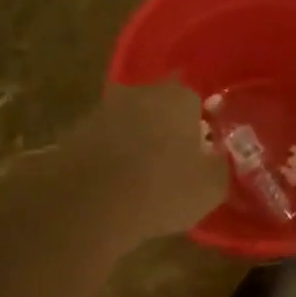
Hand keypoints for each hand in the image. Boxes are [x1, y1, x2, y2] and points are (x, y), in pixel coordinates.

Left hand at [61, 82, 229, 244]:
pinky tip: (116, 186)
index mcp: (179, 97)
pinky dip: (112, 158)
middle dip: (168, 130)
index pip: (197, 102)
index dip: (201, 128)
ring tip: (143, 179)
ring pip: (131, 124)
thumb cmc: (161, 188)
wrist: (87, 204)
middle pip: (162, 108)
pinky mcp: (76, 132)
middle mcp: (141, 92)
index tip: (202, 153)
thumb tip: (216, 160)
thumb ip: (219, 166)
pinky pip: (106, 143)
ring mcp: (104, 110)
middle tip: (175, 165)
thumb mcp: (210, 187)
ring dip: (138, 143)